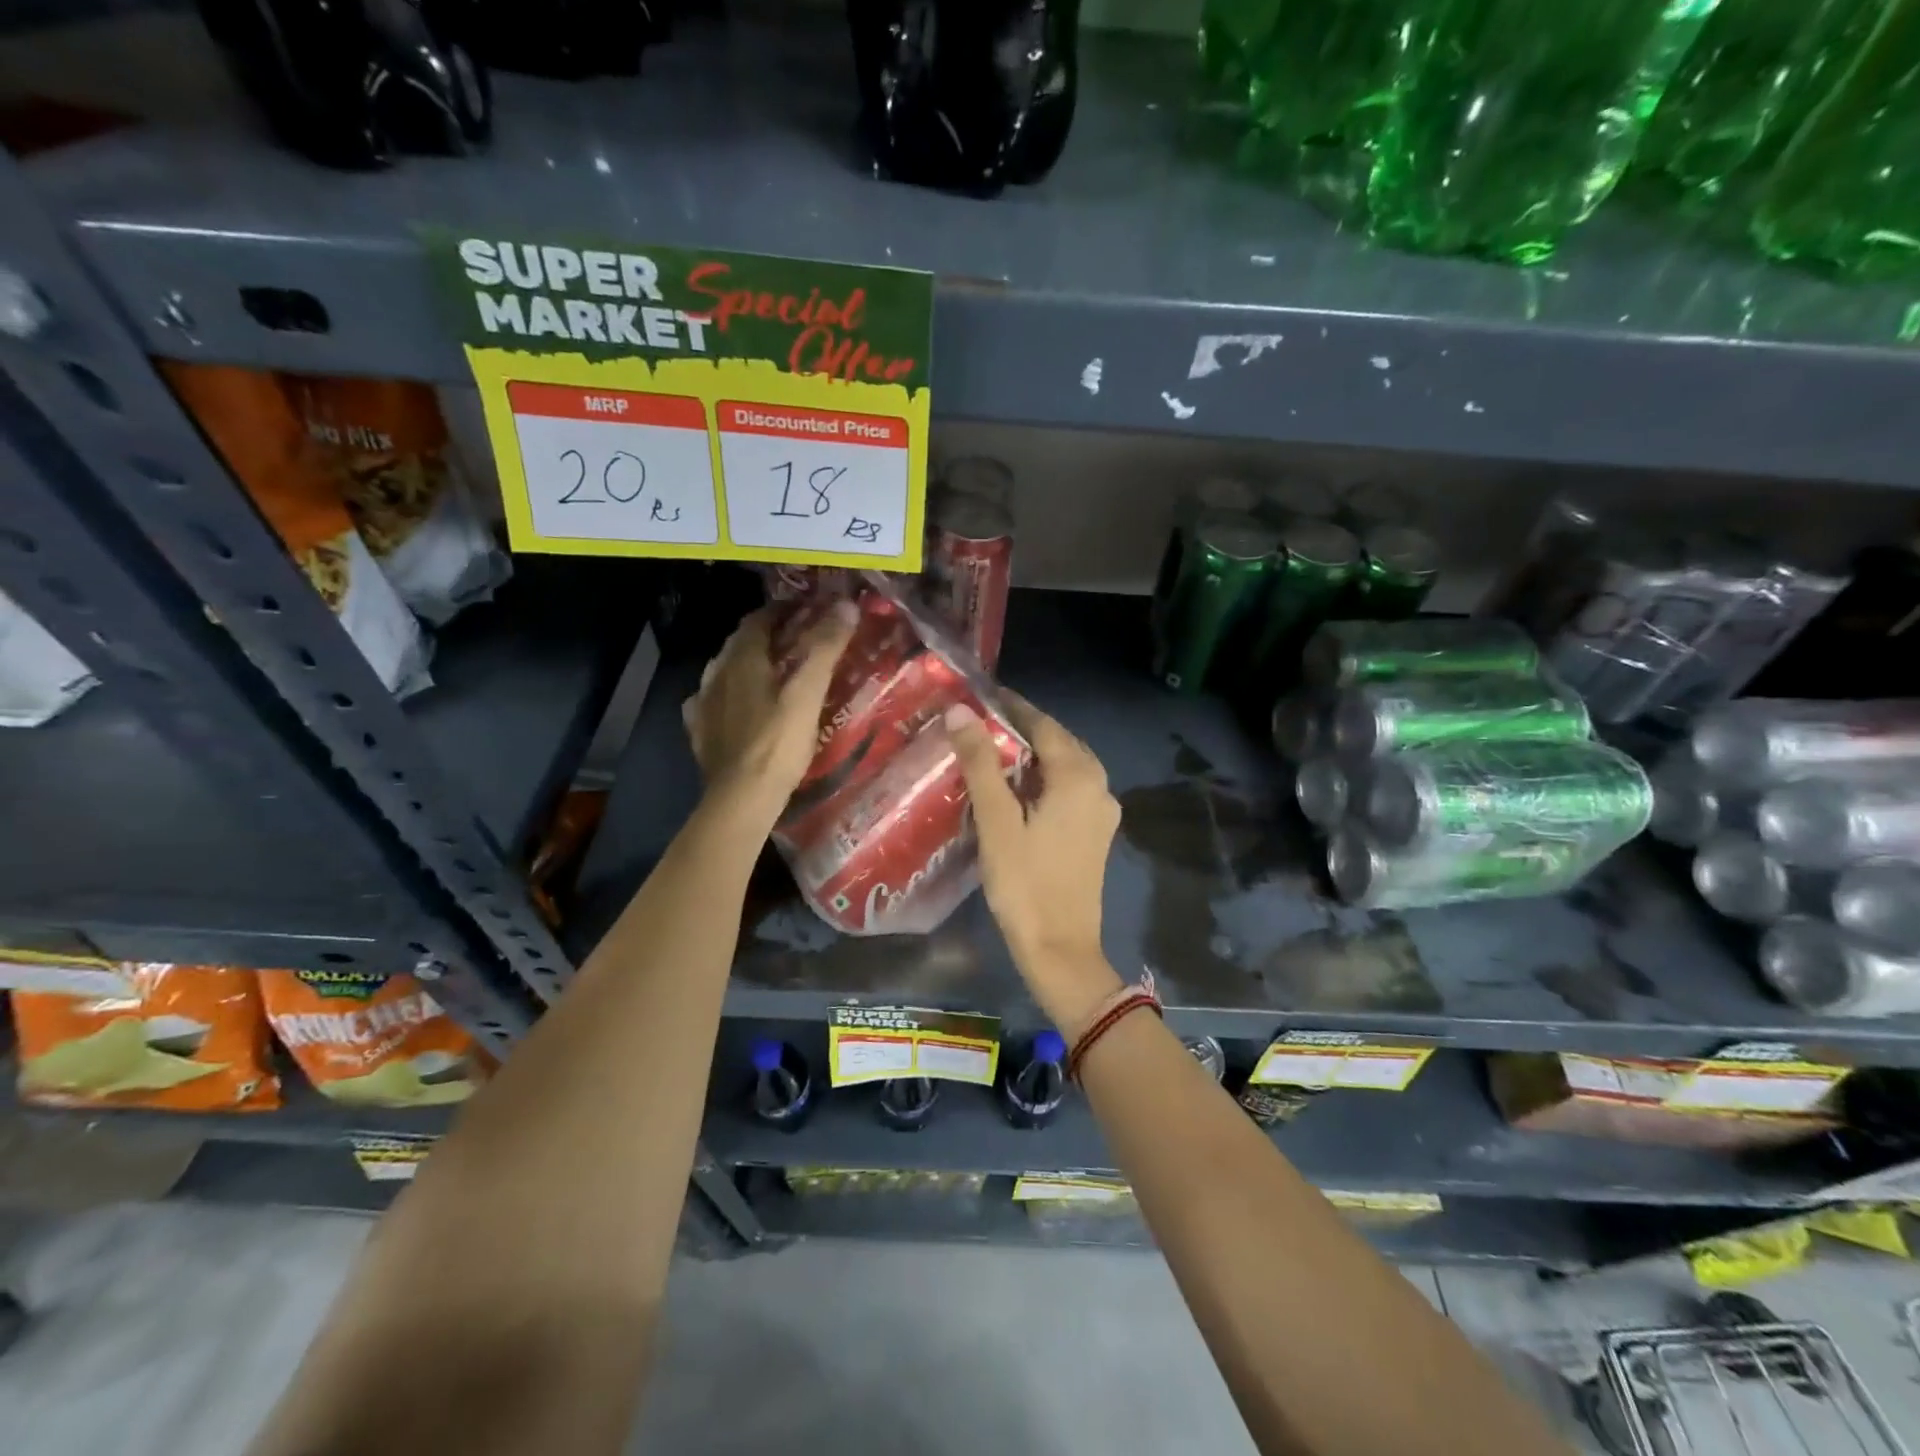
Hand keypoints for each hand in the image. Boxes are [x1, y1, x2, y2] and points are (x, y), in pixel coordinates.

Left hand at [684, 601, 857, 815]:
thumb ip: (825, 648)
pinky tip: (738, 705)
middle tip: (796, 638)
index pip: (759, 619)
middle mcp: (716, 674)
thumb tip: (845, 604)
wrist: (741, 799)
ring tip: (771, 671)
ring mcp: (703, 704)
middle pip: (740, 643)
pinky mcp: (700, 732)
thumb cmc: (778, 744)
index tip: (807, 610)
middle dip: (766, 634)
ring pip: (724, 670)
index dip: (783, 610)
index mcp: (742, 660)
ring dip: (746, 663)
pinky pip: (712, 701)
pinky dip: (729, 694)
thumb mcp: (808, 694)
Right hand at [944, 694, 1123, 1034]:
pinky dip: (1043, 779)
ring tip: (990, 751)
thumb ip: (980, 762)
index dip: (1011, 706)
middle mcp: (1099, 785)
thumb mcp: (996, 820)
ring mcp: (1102, 811)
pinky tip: (1015, 788)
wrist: (1060, 949)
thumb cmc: (1024, 883)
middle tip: (979, 722)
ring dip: (1032, 755)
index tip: (979, 695)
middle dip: (1021, 729)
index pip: (1042, 724)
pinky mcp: (1096, 832)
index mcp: (1078, 776)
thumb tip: (960, 710)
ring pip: (1065, 766)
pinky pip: (1070, 790)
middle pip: (1058, 742)